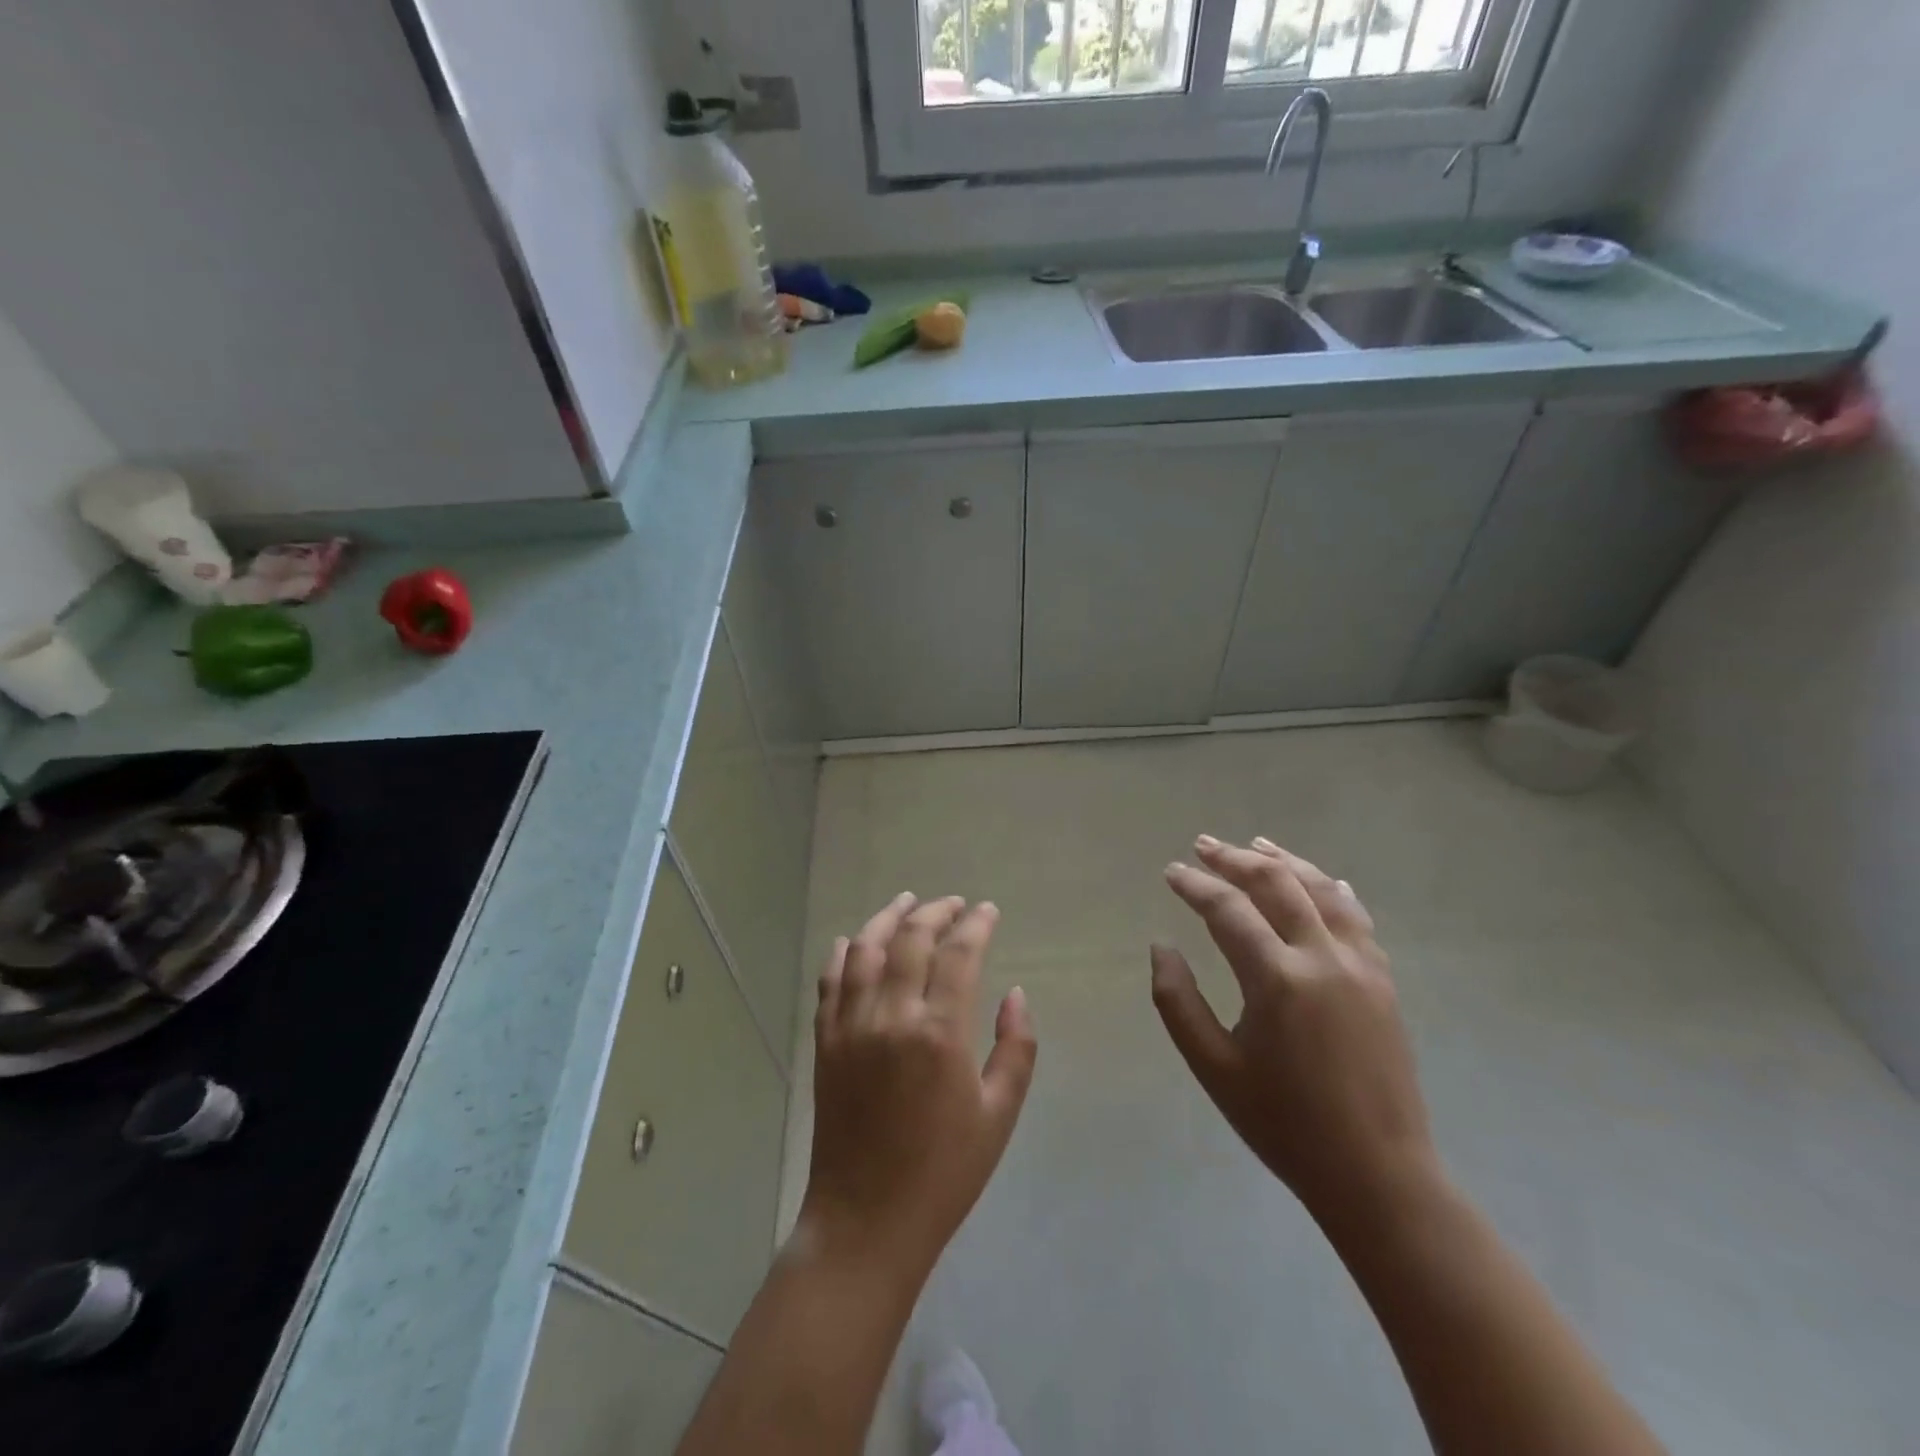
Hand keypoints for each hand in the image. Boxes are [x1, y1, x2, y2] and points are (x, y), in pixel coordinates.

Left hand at [799, 894, 1037, 1278]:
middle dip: (936, 912)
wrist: (867, 1220)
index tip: (988, 910)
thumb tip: (1015, 993)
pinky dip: (843, 953)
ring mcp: (851, 1026)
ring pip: (865, 948)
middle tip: (955, 904)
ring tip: (907, 902)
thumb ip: (1016, 1048)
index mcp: (939, 1033)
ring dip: (888, 918)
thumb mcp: (999, 1115)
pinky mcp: (825, 1042)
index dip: (976, 924)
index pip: (958, 954)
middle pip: (911, 939)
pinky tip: (854, 940)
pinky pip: (830, 981)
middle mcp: (891, 1016)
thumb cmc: (944, 1172)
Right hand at [1151, 836, 1435, 1228]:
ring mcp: (1361, 966)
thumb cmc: (1284, 1123)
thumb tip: (1161, 947)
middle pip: (1276, 884)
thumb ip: (1177, 1001)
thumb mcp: (1214, 1067)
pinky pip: (1357, 917)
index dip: (1195, 885)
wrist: (1377, 1174)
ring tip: (1255, 843)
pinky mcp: (1383, 981)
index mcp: (1277, 980)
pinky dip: (1332, 890)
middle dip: (1235, 859)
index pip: (1228, 909)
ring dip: (1285, 861)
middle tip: (1203, 845)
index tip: (1171, 871)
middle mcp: (1322, 958)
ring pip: (1321, 890)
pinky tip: (1322, 879)